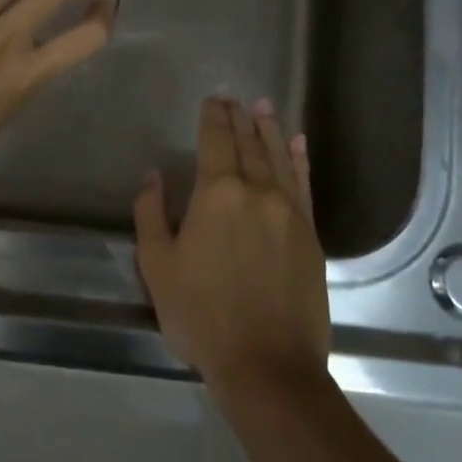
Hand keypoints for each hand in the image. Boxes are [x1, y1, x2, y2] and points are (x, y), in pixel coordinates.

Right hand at [133, 97, 329, 395]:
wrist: (267, 363)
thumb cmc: (202, 315)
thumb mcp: (157, 266)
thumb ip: (151, 213)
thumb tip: (153, 174)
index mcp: (218, 194)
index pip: (216, 141)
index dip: (213, 118)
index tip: (213, 99)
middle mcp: (258, 192)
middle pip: (249, 144)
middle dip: (240, 118)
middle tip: (236, 98)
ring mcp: (290, 212)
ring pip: (280, 158)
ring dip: (271, 129)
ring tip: (264, 107)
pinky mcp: (311, 234)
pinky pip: (305, 184)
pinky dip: (301, 160)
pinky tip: (298, 144)